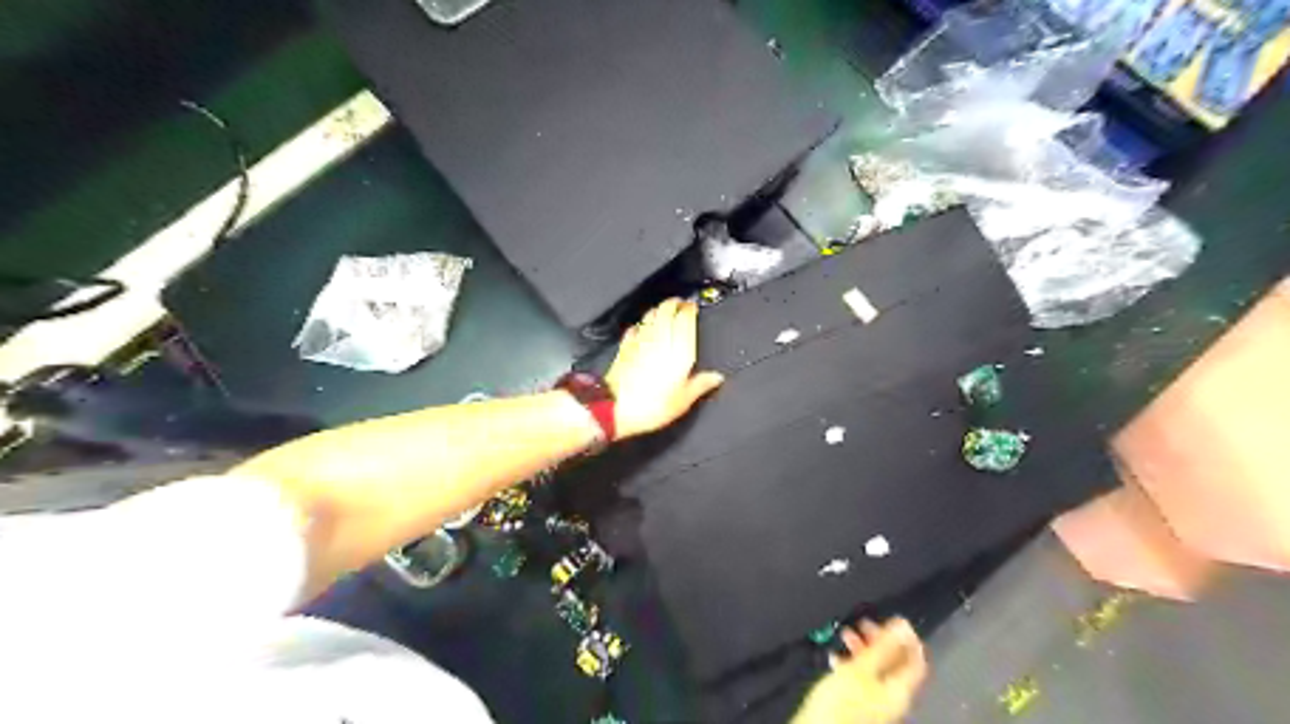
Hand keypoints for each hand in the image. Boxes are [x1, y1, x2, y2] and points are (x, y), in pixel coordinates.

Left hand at [605, 297, 723, 437]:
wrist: (615, 408)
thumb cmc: (651, 406)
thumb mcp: (682, 401)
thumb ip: (700, 385)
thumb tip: (716, 377)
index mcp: (678, 351)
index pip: (685, 320)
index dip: (689, 309)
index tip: (693, 306)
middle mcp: (659, 340)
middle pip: (666, 311)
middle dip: (673, 304)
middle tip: (679, 303)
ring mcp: (640, 342)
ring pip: (650, 316)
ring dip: (658, 310)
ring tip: (664, 309)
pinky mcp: (625, 348)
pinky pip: (634, 329)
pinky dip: (640, 325)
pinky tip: (641, 327)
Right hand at [791, 616, 933, 723]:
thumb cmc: (842, 704)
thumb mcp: (861, 668)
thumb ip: (883, 647)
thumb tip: (903, 627)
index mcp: (898, 689)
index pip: (915, 660)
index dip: (908, 638)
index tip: (895, 621)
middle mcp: (890, 696)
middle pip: (894, 662)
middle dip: (879, 639)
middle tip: (865, 624)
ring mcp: (874, 700)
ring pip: (875, 668)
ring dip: (863, 648)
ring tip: (847, 634)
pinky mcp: (857, 702)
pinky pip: (860, 676)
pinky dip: (851, 661)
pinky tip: (837, 656)